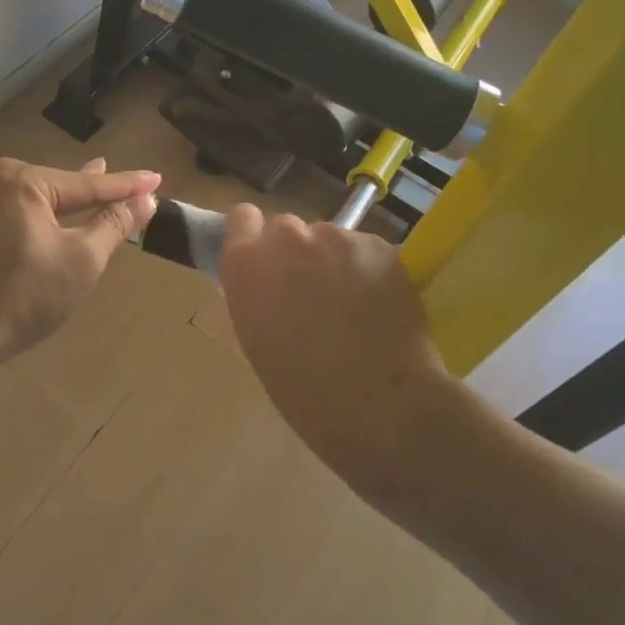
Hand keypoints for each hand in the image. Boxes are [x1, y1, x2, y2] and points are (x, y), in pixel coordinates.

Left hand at [0, 156, 159, 367]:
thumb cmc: (27, 296)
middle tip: (137, 185)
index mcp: (24, 180)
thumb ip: (114, 223)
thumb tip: (145, 200)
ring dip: (73, 200)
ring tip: (103, 184)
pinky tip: (64, 205)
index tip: (157, 178)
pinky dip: (48, 211)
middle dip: (99, 190)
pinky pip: (23, 207)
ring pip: (43, 196)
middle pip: (64, 185)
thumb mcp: (83, 260)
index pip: (88, 184)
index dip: (127, 185)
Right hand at [219, 205, 469, 499]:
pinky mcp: (381, 246)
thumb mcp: (258, 338)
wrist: (382, 405)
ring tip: (355, 307)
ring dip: (337, 262)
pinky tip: (382, 307)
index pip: (242, 218)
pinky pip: (367, 251)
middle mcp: (288, 238)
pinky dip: (371, 271)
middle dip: (298, 254)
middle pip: (289, 229)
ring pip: (332, 240)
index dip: (255, 237)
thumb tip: (269, 280)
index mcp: (246, 264)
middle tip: (314, 295)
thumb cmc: (305, 390)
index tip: (267, 264)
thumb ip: (256, 293)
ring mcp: (338, 238)